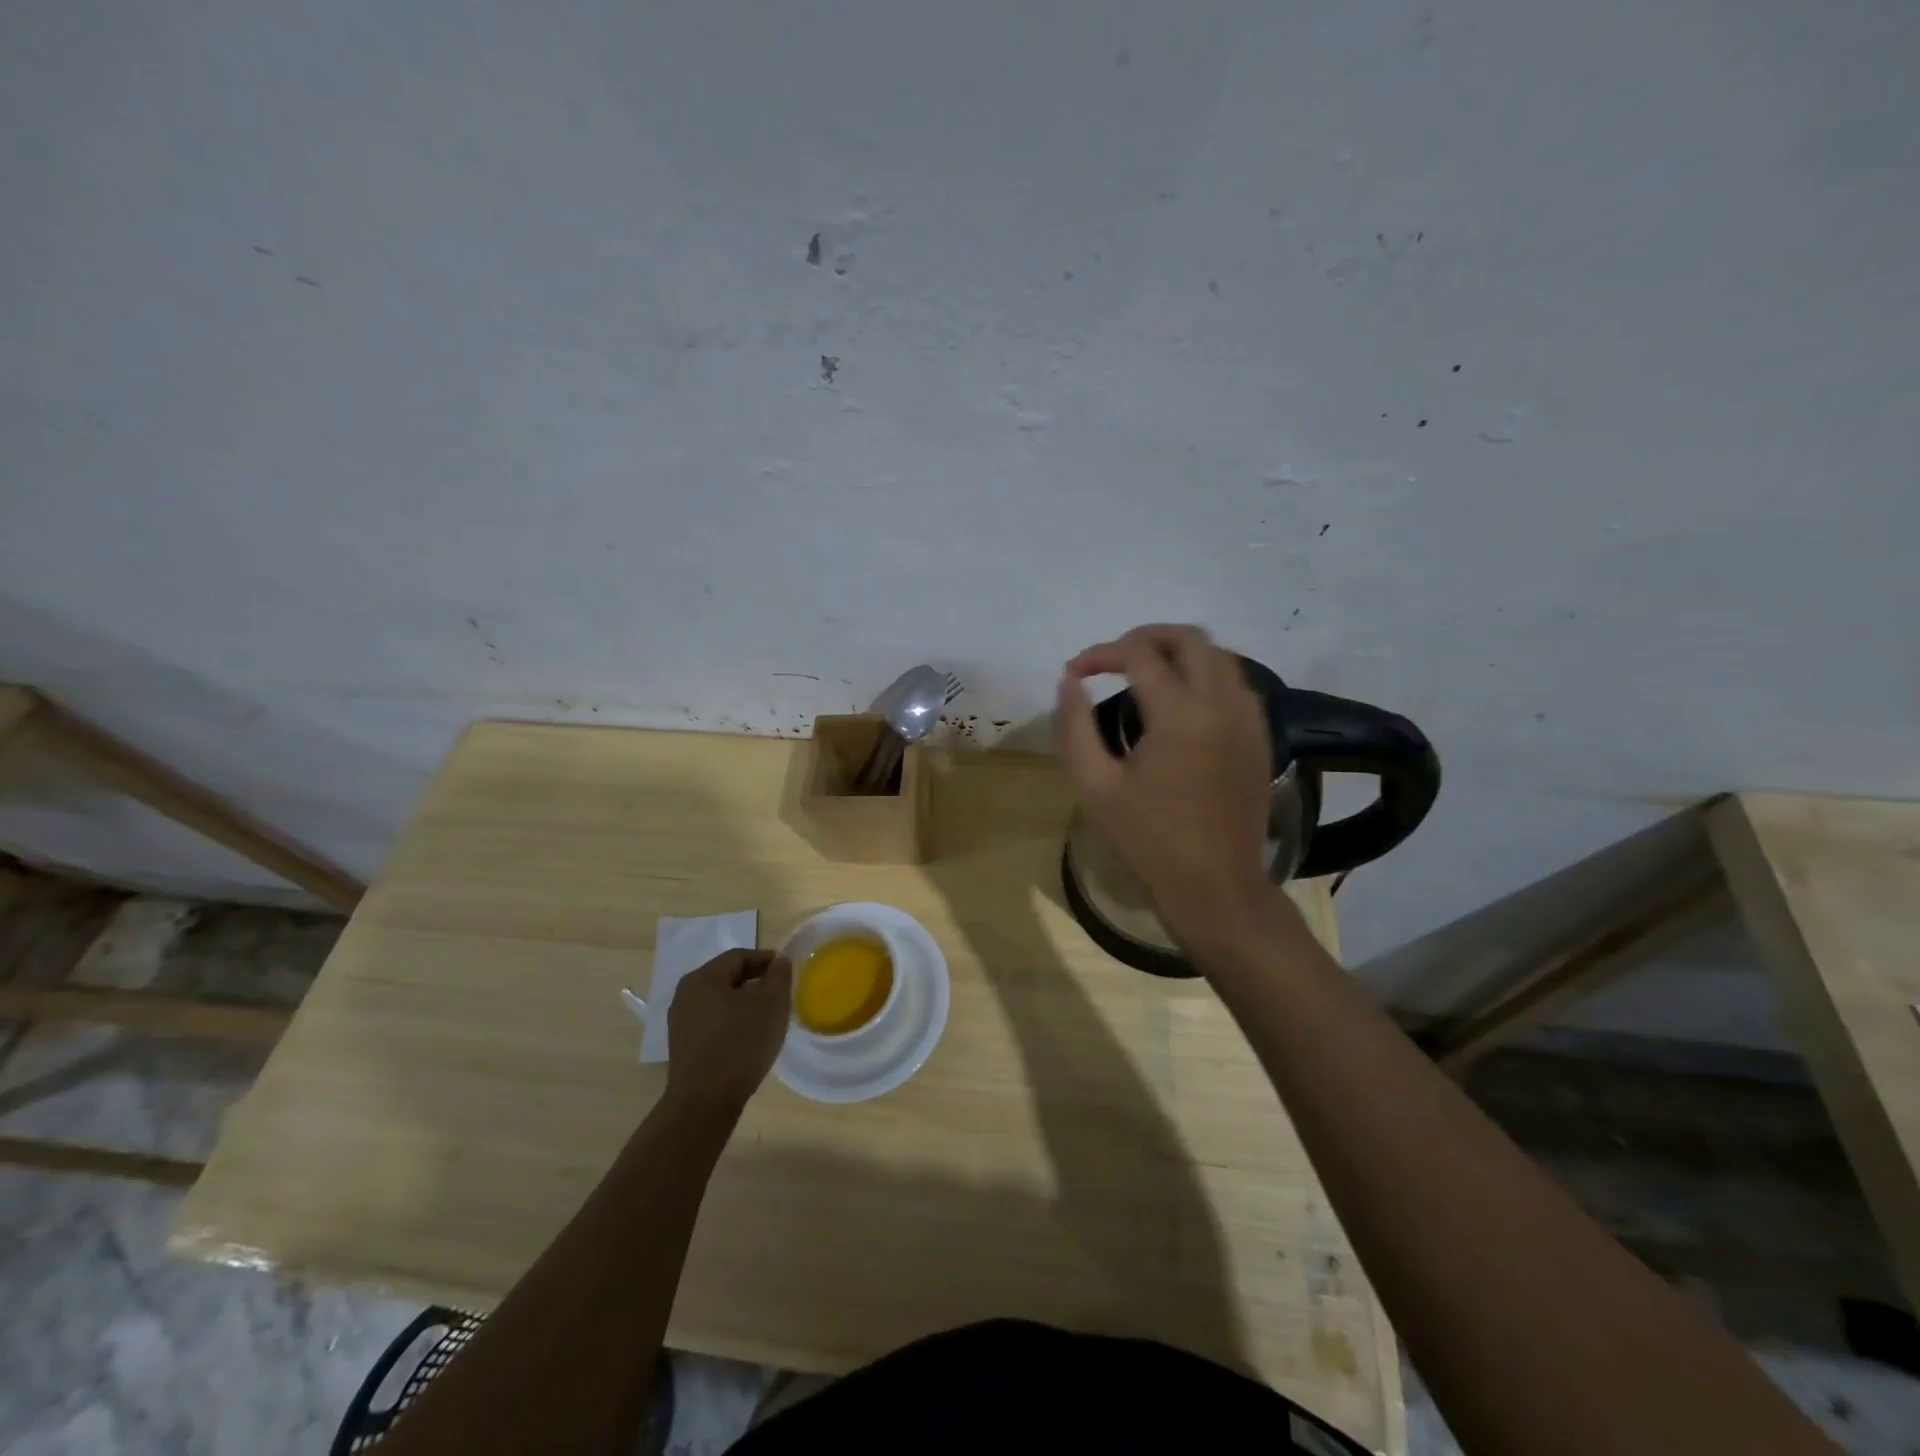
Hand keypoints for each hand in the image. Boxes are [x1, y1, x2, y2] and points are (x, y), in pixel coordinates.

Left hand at [663, 949, 792, 1117]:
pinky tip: (748, 1038)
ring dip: (744, 1003)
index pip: (739, 956)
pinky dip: (732, 1022)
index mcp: (703, 978)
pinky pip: (712, 1023)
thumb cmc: (740, 1045)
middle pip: (726, 977)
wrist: (703, 1103)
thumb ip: (778, 977)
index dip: (766, 959)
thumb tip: (779, 962)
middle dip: (755, 982)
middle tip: (779, 993)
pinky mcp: (683, 1047)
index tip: (787, 971)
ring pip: (719, 1001)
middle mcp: (685, 995)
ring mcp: (680, 1023)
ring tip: (767, 1017)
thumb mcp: (771, 1005)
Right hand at [1056, 624, 1274, 937]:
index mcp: (1180, 713)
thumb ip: (1074, 726)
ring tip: (1144, 675)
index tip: (1076, 672)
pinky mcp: (1260, 737)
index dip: (1100, 654)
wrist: (1216, 887)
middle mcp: (1221, 702)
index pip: (1138, 654)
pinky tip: (1181, 703)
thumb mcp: (1094, 786)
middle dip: (1145, 638)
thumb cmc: (1148, 840)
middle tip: (1112, 660)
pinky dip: (1206, 675)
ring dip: (1178, 653)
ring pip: (1219, 655)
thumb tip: (1070, 681)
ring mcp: (1248, 719)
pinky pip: (1236, 683)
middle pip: (1188, 638)